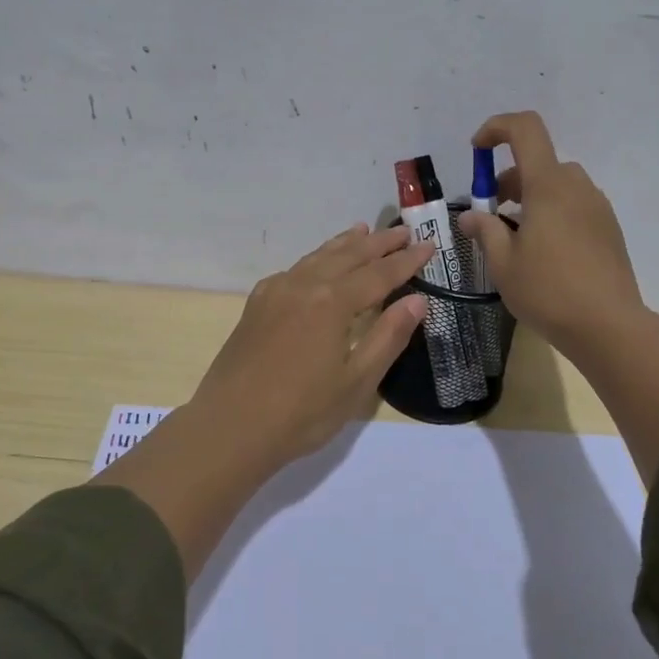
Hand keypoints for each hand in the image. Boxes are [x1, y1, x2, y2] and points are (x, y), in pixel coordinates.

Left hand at [189, 223, 432, 464]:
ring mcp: (275, 292)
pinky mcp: (256, 305)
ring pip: (317, 257)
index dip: (406, 262)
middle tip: (403, 231)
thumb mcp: (356, 382)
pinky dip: (315, 259)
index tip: (430, 246)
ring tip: (362, 230)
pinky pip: (294, 270)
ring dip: (344, 244)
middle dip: (378, 244)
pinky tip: (317, 265)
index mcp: (332, 302)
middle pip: (348, 256)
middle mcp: (303, 285)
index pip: (379, 274)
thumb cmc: (301, 413)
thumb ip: (388, 336)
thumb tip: (417, 300)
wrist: (229, 428)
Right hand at [458, 111, 645, 363]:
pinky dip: (553, 212)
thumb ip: (485, 231)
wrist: (609, 326)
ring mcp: (597, 207)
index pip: (525, 129)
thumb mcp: (503, 264)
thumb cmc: (548, 291)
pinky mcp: (609, 228)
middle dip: (509, 179)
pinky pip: (575, 205)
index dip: (497, 128)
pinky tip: (545, 253)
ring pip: (558, 185)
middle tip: (492, 215)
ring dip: (531, 197)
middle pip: (539, 162)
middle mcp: (576, 187)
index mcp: (548, 185)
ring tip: (516, 238)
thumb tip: (471, 217)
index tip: (476, 151)